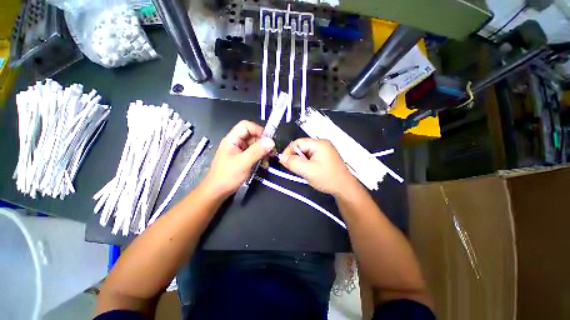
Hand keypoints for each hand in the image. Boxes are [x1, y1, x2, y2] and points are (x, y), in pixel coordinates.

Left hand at [202, 120, 274, 198]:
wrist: (217, 191)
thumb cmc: (227, 176)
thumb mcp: (243, 162)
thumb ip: (257, 151)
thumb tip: (271, 141)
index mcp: (232, 139)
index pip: (246, 126)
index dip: (258, 129)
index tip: (268, 139)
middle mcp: (236, 142)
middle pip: (251, 135)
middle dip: (262, 141)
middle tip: (271, 151)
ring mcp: (239, 151)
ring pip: (254, 144)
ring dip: (262, 150)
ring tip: (268, 158)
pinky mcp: (242, 158)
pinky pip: (253, 153)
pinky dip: (260, 156)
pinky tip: (264, 163)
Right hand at [279, 138, 356, 195]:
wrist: (344, 188)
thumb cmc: (327, 178)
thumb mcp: (307, 170)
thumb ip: (293, 163)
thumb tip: (282, 158)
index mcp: (319, 144)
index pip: (298, 142)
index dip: (288, 151)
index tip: (284, 162)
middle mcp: (322, 144)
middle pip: (302, 147)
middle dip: (295, 157)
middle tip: (293, 168)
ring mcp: (325, 151)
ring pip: (306, 153)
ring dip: (301, 162)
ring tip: (303, 171)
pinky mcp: (326, 157)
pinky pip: (311, 157)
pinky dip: (307, 164)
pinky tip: (309, 171)